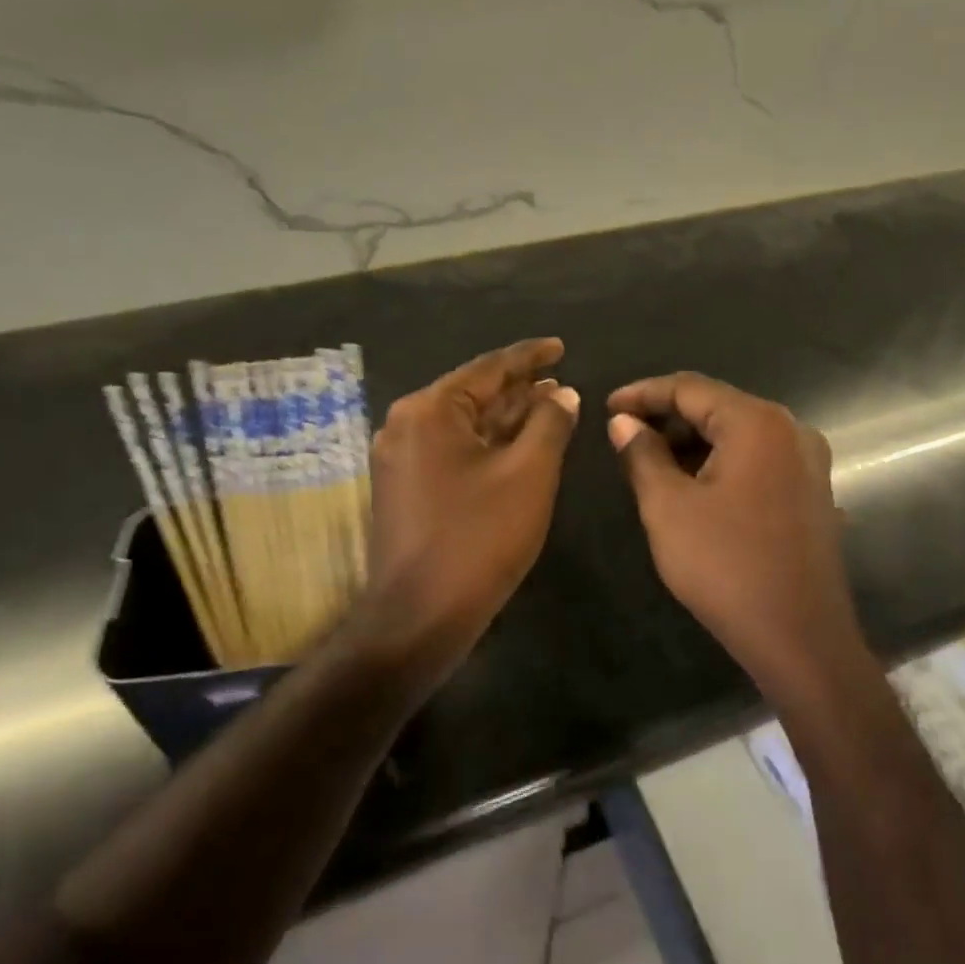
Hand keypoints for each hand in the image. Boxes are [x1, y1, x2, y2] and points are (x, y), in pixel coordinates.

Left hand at [365, 339, 579, 667]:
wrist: (418, 617)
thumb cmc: (478, 538)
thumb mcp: (527, 474)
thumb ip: (549, 424)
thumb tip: (562, 393)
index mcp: (429, 411)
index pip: (488, 369)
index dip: (529, 356)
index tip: (559, 346)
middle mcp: (407, 425)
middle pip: (473, 394)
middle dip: (519, 388)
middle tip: (560, 379)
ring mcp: (402, 458)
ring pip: (464, 424)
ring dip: (506, 417)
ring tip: (549, 405)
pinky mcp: (406, 487)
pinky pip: (453, 450)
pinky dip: (488, 444)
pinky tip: (519, 446)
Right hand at [606, 373, 864, 693]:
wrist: (800, 638)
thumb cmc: (726, 566)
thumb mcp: (668, 507)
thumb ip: (642, 455)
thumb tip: (624, 423)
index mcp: (757, 423)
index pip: (690, 388)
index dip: (643, 394)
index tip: (607, 407)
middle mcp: (791, 430)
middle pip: (718, 407)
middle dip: (667, 418)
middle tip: (624, 437)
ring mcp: (808, 462)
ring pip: (738, 435)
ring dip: (693, 443)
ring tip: (651, 463)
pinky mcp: (812, 492)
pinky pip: (758, 460)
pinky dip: (721, 463)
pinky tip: (692, 486)